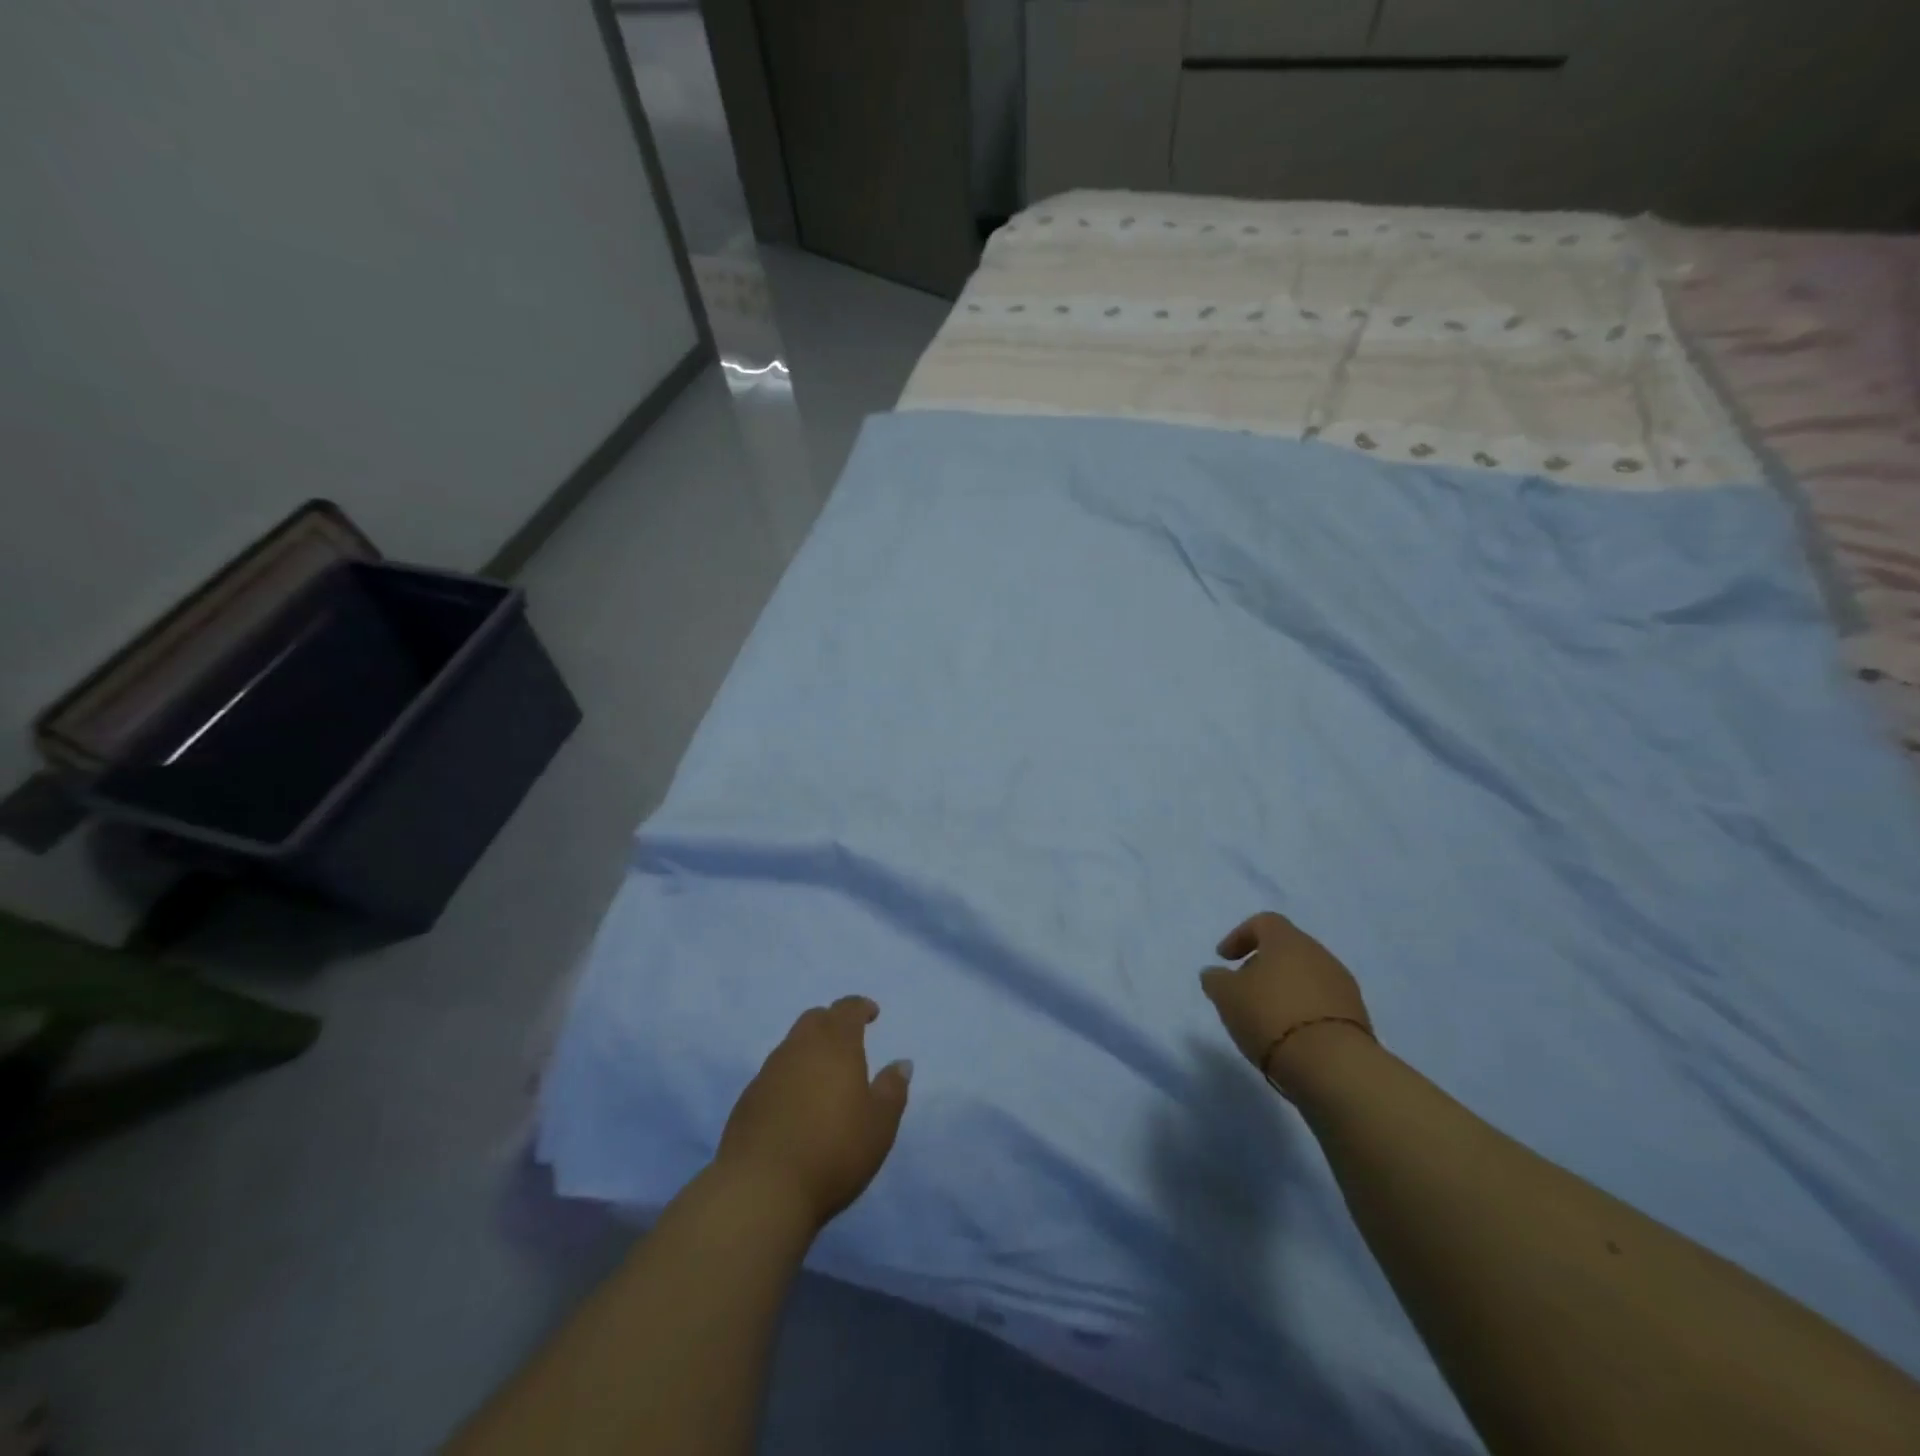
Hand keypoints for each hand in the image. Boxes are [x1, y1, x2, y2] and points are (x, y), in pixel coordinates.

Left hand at [714, 996, 911, 1230]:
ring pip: (792, 1045)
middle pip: (815, 1019)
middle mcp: (799, 1048)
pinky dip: (790, 1077)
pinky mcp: (747, 1099)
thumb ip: (892, 1090)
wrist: (761, 1189)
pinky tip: (796, 1104)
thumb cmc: (833, 1151)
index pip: (846, 1009)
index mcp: (835, 1045)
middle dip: (832, 1022)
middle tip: (847, 1040)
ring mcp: (768, 1072)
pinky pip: (774, 1074)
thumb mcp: (879, 1125)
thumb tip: (901, 1063)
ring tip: (823, 1076)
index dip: (860, 1007)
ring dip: (809, 1050)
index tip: (871, 1013)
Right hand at [1200, 912, 1373, 1090]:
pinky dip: (1304, 1010)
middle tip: (1244, 989)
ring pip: (1306, 976)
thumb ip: (1216, 979)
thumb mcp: (1226, 996)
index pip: (1263, 922)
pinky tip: (1291, 1033)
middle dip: (1263, 965)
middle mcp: (1319, 954)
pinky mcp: (1357, 1016)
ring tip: (1267, 1016)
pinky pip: (1322, 1002)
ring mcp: (1342, 985)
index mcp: (1287, 940)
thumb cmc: (1270, 1016)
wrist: (1333, 1065)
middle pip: (1287, 949)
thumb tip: (1216, 974)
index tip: (1224, 959)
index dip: (1240, 936)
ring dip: (1285, 989)